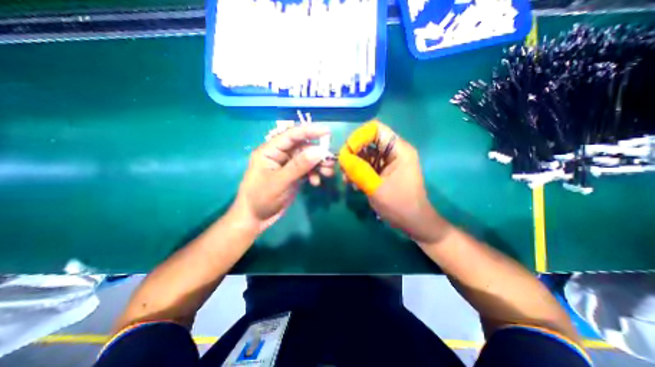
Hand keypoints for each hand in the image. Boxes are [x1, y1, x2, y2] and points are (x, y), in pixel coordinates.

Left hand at [231, 124, 332, 232]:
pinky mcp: (292, 175)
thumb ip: (299, 166)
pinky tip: (316, 183)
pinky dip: (314, 174)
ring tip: (328, 173)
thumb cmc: (261, 198)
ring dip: (318, 165)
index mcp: (270, 151)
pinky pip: (306, 169)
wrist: (255, 218)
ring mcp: (287, 165)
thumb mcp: (280, 182)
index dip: (309, 131)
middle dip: (317, 154)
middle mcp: (279, 155)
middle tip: (330, 161)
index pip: (291, 136)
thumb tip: (319, 151)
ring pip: (307, 159)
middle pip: (302, 148)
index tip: (327, 131)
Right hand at [338, 122, 449, 244]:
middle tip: (343, 169)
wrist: (413, 223)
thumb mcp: (376, 188)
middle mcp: (395, 152)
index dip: (358, 137)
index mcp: (399, 151)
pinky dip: (359, 172)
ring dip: (354, 165)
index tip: (346, 153)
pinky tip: (354, 184)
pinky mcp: (385, 171)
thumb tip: (342, 157)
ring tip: (347, 180)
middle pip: (369, 142)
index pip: (376, 130)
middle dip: (353, 153)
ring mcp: (390, 162)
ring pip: (366, 154)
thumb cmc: (399, 205)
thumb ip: (358, 170)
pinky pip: (368, 165)